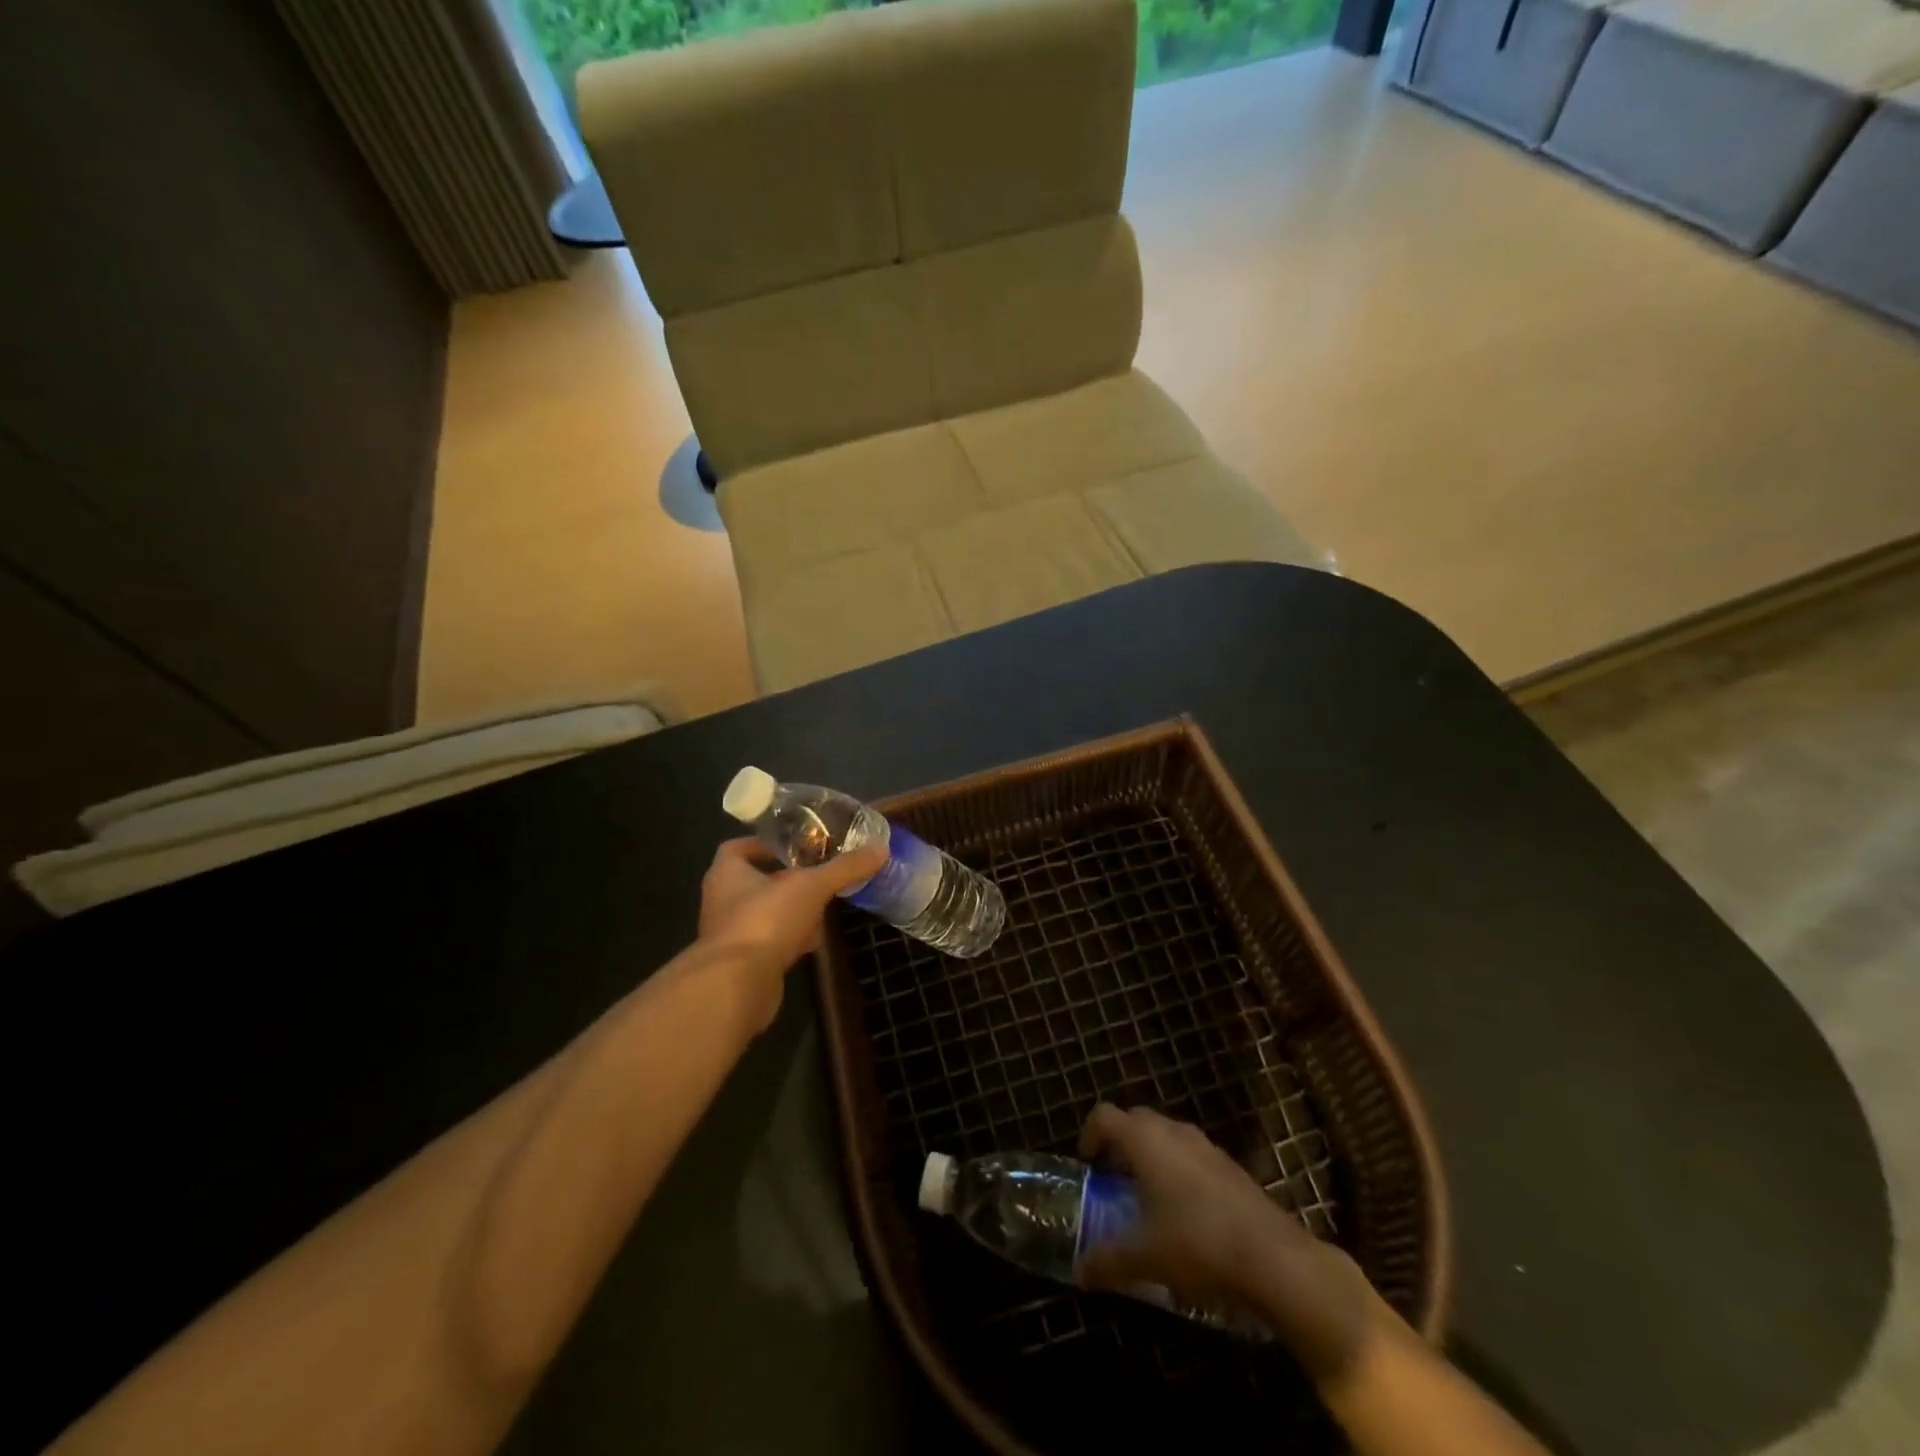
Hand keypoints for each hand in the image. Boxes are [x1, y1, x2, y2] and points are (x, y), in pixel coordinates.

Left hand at [693, 838, 885, 1029]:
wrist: (737, 987)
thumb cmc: (765, 921)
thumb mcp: (812, 886)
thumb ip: (845, 867)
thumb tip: (881, 849)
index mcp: (726, 873)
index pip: (738, 847)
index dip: (766, 844)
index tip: (796, 845)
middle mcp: (722, 901)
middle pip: (756, 881)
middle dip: (787, 878)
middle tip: (818, 873)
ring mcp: (731, 935)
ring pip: (765, 913)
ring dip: (791, 910)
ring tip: (822, 906)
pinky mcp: (743, 964)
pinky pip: (770, 941)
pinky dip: (790, 939)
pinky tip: (814, 942)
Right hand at [1077, 1103, 1375, 1378]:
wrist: (1273, 1257)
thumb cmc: (1196, 1242)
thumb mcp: (1144, 1257)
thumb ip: (1107, 1260)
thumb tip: (1078, 1272)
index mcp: (1144, 1139)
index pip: (1104, 1116)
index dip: (1089, 1134)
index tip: (1087, 1164)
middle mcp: (1172, 1130)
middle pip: (1135, 1120)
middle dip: (1120, 1144)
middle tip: (1112, 1179)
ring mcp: (1205, 1145)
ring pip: (1166, 1136)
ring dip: (1151, 1156)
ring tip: (1147, 1198)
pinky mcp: (1229, 1166)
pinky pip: (1191, 1155)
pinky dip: (1178, 1170)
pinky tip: (1184, 1213)